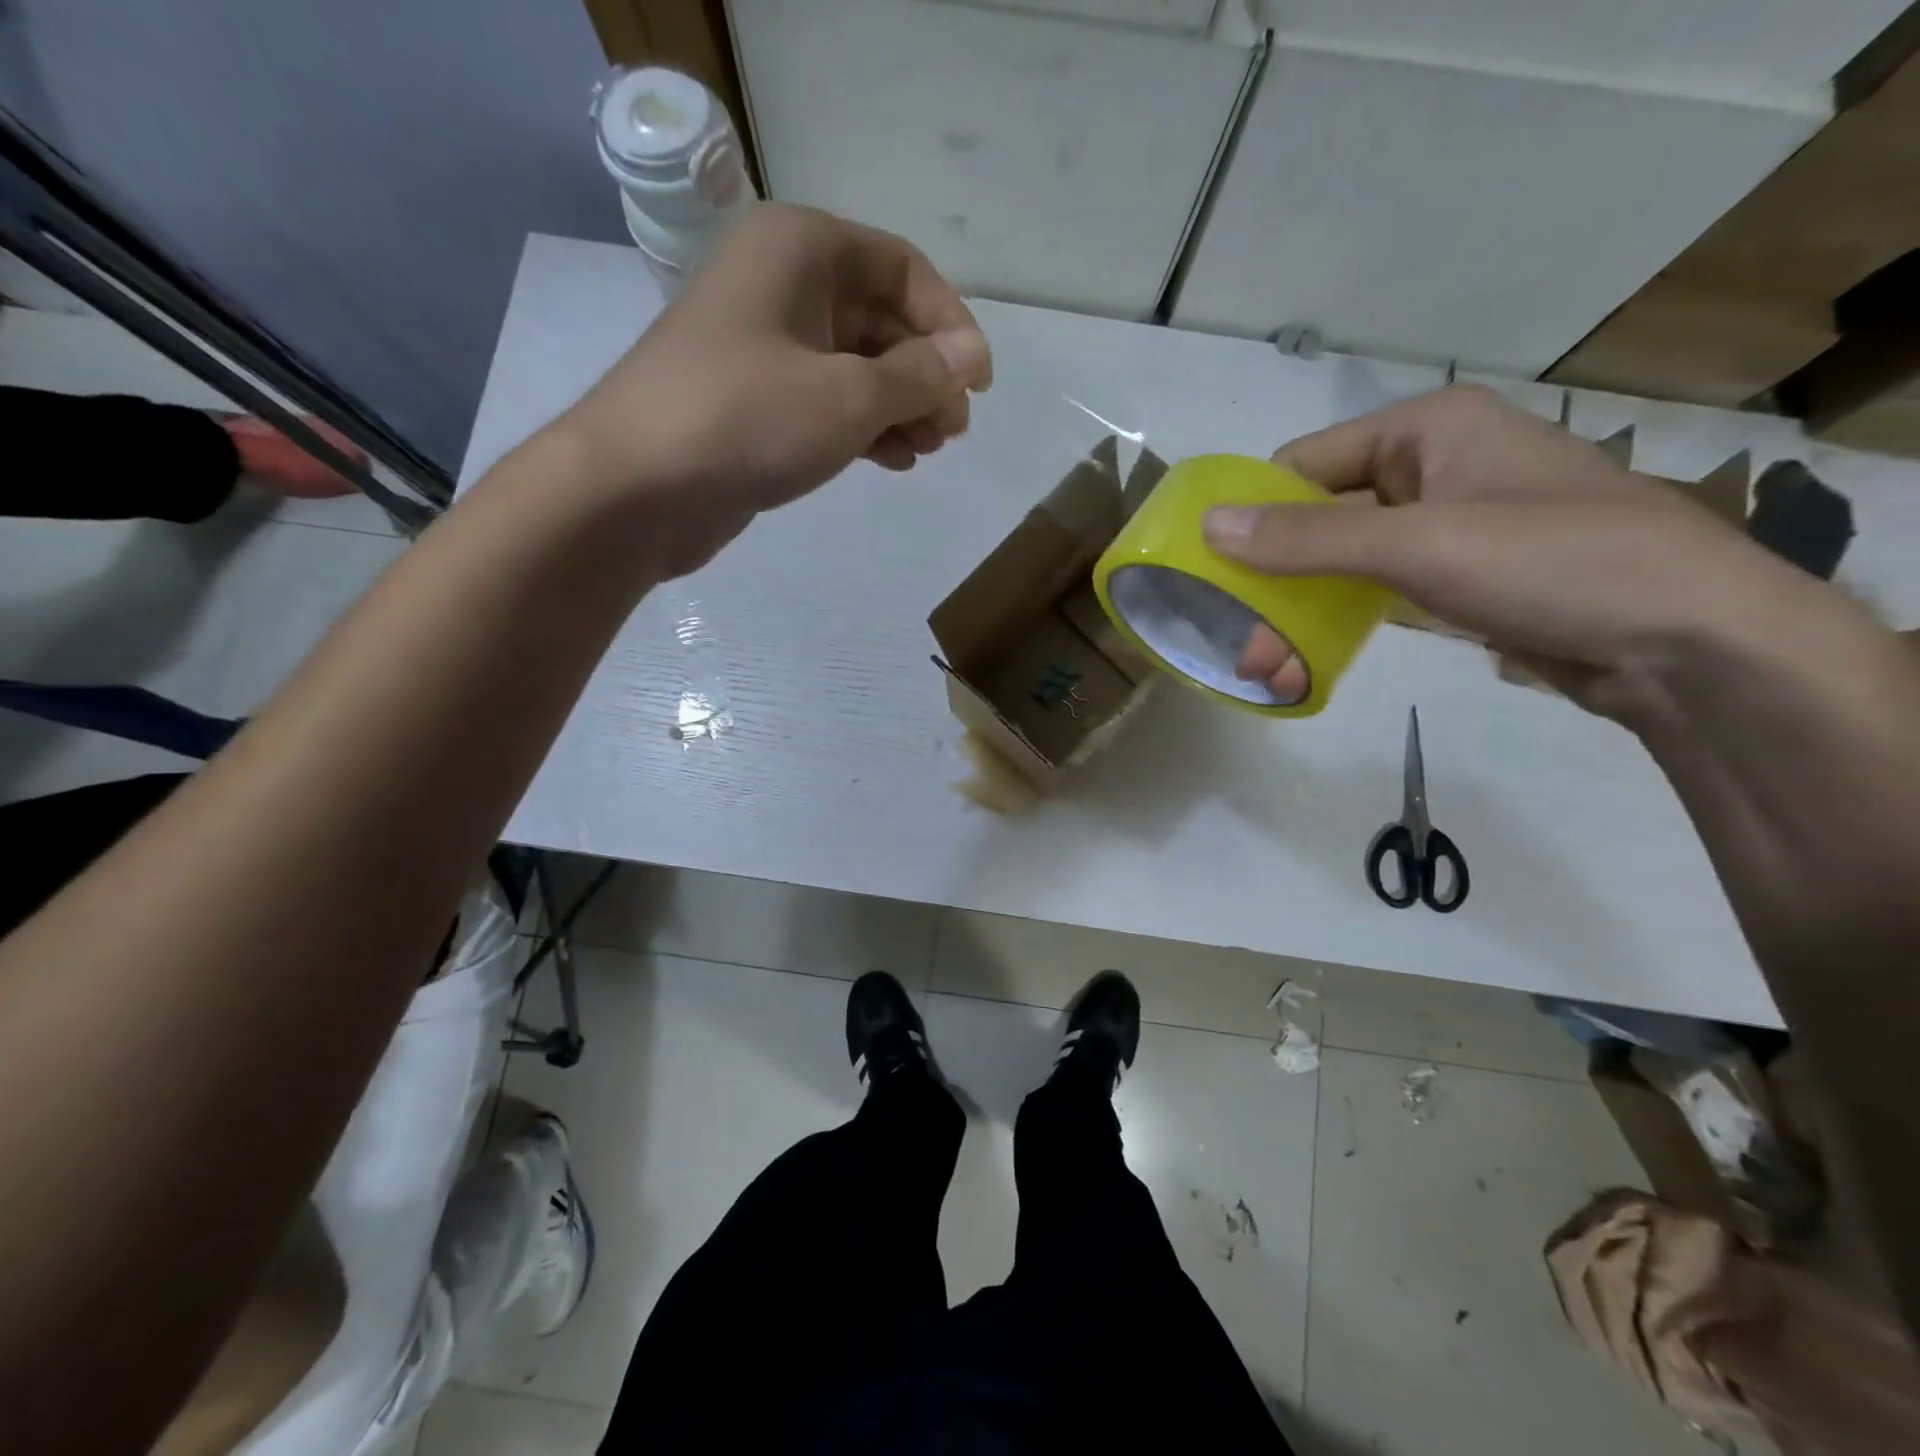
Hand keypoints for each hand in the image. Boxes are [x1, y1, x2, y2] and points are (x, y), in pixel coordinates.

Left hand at [556, 204, 991, 574]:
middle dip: (925, 375)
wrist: (637, 488)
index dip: (950, 324)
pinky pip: (827, 403)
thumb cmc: (747, 420)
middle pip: (880, 320)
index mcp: (802, 249)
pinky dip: (864, 428)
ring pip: (855, 367)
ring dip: (900, 407)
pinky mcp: (755, 403)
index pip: (902, 269)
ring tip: (928, 451)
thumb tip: (971, 358)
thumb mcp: (849, 395)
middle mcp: (782, 285)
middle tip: (952, 431)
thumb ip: (919, 375)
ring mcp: (764, 347)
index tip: (978, 385)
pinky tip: (893, 462)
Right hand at [1202, 385, 1810, 721]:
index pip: (1305, 463)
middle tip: (1241, 643)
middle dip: (1273, 581)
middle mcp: (1431, 468)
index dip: (1254, 514)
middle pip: (1319, 518)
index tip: (1212, 573)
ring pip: (1342, 562)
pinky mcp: (1457, 579)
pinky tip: (1306, 663)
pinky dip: (1337, 623)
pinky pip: (1374, 592)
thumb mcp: (1419, 544)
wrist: (1689, 642)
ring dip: (1298, 611)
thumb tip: (1210, 526)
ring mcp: (1445, 527)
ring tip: (1267, 668)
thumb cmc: (1554, 563)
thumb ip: (1310, 537)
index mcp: (1427, 430)